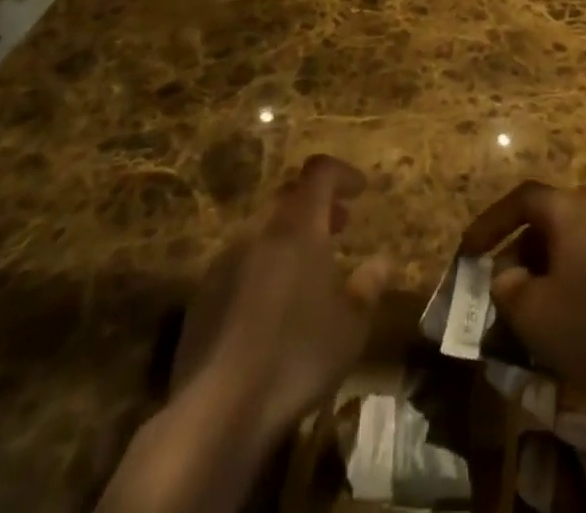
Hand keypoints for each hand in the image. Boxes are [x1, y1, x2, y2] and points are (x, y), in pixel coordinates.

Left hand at [174, 155, 390, 443]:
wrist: (215, 412)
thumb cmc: (296, 357)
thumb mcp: (350, 327)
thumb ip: (368, 287)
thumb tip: (383, 261)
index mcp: (298, 227)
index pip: (319, 172)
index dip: (342, 174)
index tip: (360, 190)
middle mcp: (260, 232)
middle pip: (289, 197)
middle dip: (317, 206)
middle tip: (340, 227)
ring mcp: (225, 262)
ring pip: (264, 231)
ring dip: (290, 237)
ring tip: (309, 270)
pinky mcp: (202, 297)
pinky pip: (241, 263)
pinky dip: (264, 266)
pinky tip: (273, 307)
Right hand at [459, 182, 585, 432]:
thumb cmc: (585, 322)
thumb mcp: (529, 309)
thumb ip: (506, 286)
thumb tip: (505, 277)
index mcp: (568, 208)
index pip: (520, 200)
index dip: (490, 223)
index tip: (469, 251)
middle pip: (542, 222)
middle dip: (514, 252)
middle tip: (494, 286)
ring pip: (561, 246)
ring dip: (536, 272)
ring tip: (518, 309)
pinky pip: (580, 264)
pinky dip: (559, 283)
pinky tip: (550, 320)